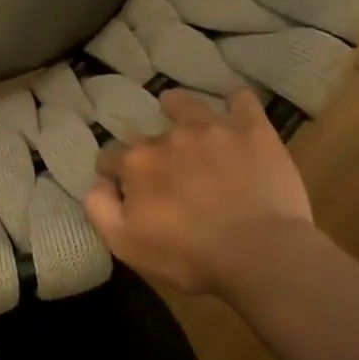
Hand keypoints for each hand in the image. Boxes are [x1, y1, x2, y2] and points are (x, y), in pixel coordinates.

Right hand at [84, 89, 313, 294]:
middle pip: (149, 136)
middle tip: (164, 172)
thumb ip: (99, 209)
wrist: (261, 256)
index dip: (112, 172)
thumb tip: (98, 183)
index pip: (110, 157)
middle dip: (150, 150)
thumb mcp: (126, 245)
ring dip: (180, 107)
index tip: (122, 187)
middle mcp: (169, 137)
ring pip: (188, 106)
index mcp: (137, 164)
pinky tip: (236, 110)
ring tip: (183, 114)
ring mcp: (213, 130)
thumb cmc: (189, 257)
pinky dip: (236, 104)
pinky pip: (242, 102)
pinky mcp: (253, 132)